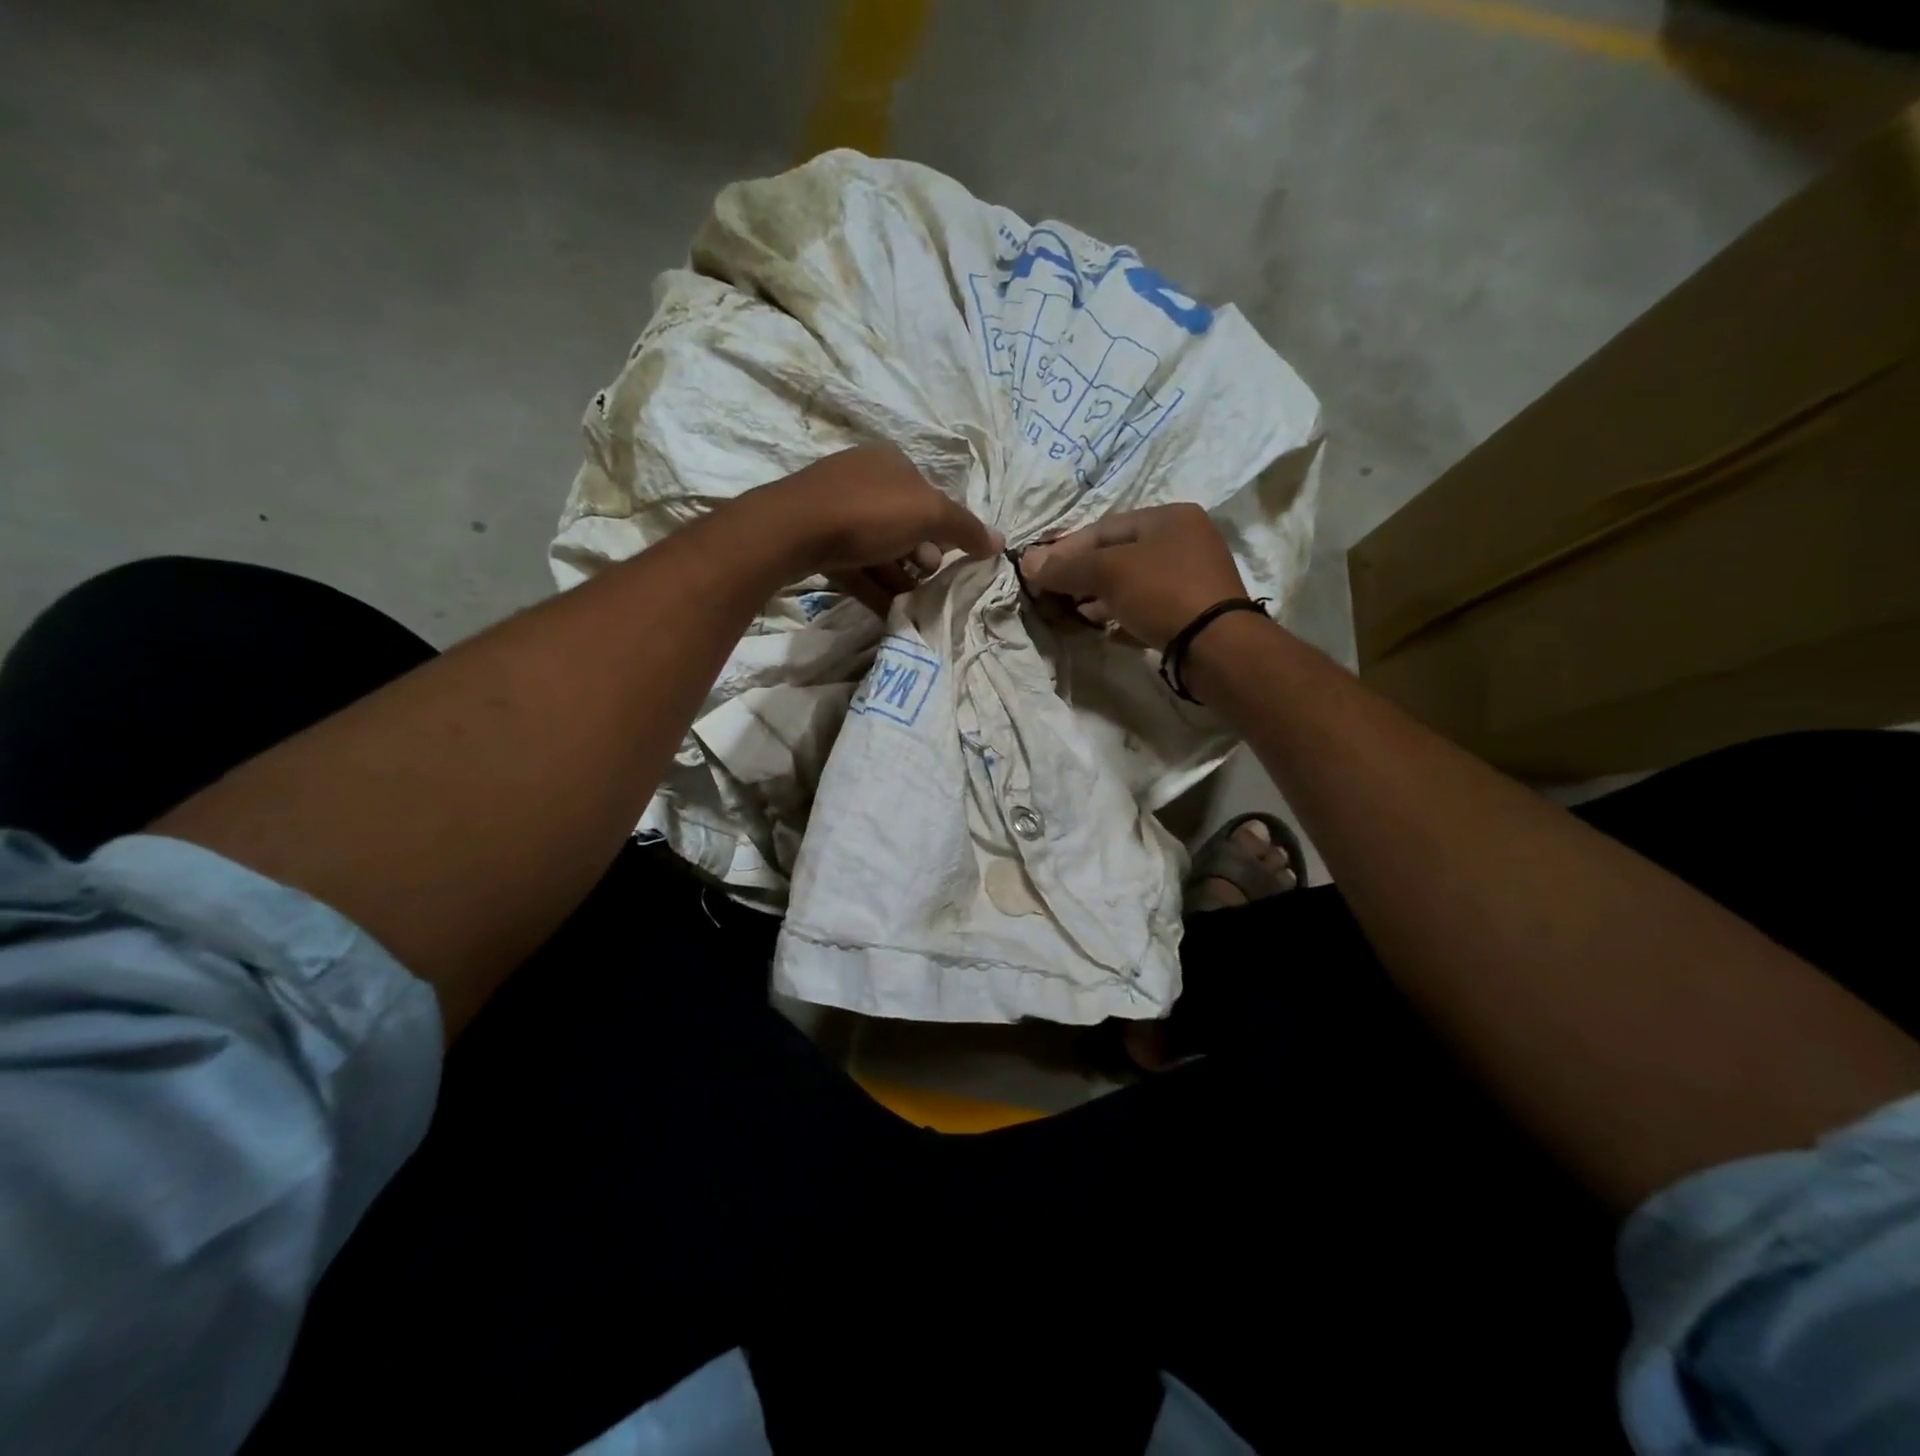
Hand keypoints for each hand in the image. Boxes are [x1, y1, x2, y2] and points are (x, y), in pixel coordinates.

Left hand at [749, 445, 1002, 611]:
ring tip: (911, 602)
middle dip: (921, 555)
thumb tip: (1000, 542)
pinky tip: (890, 612)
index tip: (950, 558)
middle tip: (926, 577)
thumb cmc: (869, 513)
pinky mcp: (816, 541)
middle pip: (904, 525)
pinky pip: (855, 567)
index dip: (944, 528)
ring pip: (879, 549)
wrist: (793, 530)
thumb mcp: (928, 515)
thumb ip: (965, 529)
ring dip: (899, 577)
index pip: (929, 496)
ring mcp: (835, 510)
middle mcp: (863, 480)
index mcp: (891, 463)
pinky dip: (875, 587)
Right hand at [1021, 503, 1247, 648]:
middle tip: (1053, 595)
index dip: (1066, 548)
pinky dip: (1120, 614)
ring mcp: (1191, 577)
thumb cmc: (1162, 593)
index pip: (1104, 528)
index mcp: (1169, 517)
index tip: (1038, 571)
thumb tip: (1027, 562)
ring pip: (1131, 583)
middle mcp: (1184, 541)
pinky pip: (1146, 606)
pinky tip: (1101, 628)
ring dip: (1098, 598)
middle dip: (1081, 576)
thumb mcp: (1108, 572)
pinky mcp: (1192, 611)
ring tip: (1072, 614)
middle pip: (1118, 555)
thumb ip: (1066, 566)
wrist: (1216, 645)